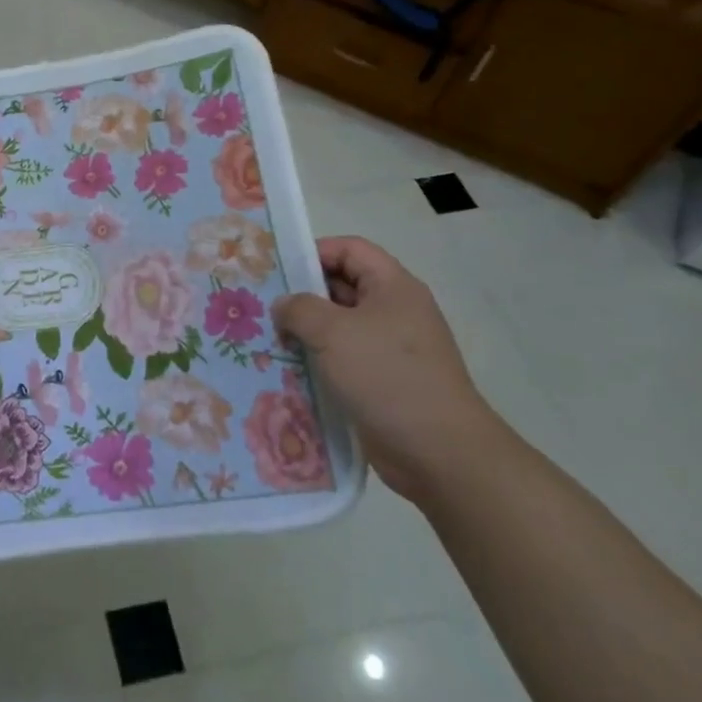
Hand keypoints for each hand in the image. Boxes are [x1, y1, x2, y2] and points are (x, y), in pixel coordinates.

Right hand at [271, 237, 507, 505]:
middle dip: (302, 295)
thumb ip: (299, 308)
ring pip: (339, 327)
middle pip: (342, 287)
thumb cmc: (386, 376)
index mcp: (393, 287)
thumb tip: (284, 305)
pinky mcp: (383, 382)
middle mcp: (394, 312)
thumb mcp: (332, 332)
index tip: (278, 271)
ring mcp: (390, 349)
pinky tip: (289, 372)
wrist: (439, 451)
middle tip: (263, 307)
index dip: (314, 252)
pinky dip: (317, 362)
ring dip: (305, 332)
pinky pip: (343, 360)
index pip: (350, 249)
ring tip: (269, 340)